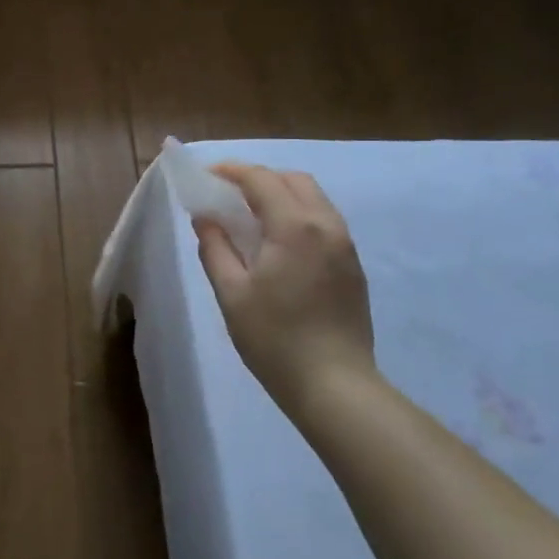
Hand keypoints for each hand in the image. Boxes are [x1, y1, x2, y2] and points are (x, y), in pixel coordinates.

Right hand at [194, 166, 376, 420]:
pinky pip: (323, 221)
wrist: (335, 386)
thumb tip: (206, 218)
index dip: (231, 171)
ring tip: (250, 215)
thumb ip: (215, 247)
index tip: (206, 176)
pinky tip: (277, 241)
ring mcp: (345, 246)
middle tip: (228, 194)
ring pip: (313, 199)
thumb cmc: (274, 338)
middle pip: (293, 180)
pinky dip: (297, 214)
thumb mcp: (231, 293)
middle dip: (259, 178)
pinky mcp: (352, 266)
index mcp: (295, 227)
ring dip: (280, 194)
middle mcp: (326, 226)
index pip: (261, 180)